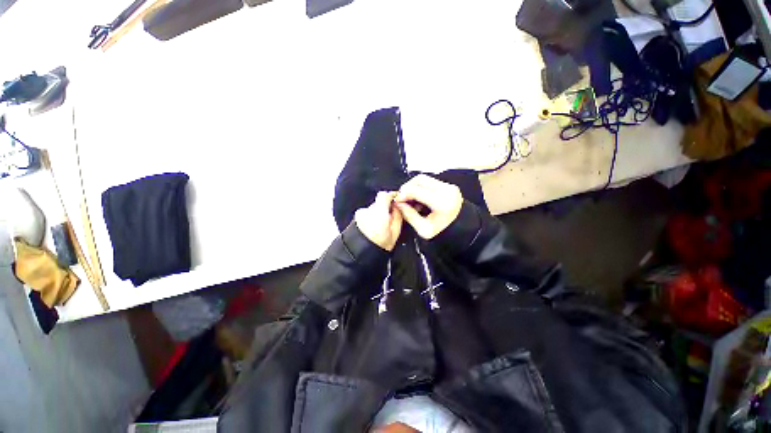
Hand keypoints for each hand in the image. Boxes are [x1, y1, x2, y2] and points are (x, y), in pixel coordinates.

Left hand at [354, 191, 402, 250]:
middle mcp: (368, 211)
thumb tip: (399, 206)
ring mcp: (360, 213)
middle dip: (386, 207)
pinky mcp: (356, 217)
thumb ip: (398, 216)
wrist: (360, 254)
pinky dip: (372, 217)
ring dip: (378, 212)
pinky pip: (367, 213)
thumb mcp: (395, 233)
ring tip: (382, 225)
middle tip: (391, 217)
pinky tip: (374, 226)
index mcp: (379, 213)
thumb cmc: (378, 246)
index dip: (392, 195)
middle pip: (379, 201)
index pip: (384, 195)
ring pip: (373, 208)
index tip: (396, 200)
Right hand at [394, 175, 462, 239]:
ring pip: (424, 178)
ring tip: (410, 198)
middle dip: (407, 187)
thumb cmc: (444, 232)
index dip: (403, 194)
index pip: (415, 190)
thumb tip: (399, 204)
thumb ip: (409, 215)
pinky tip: (419, 198)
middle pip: (420, 179)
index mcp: (441, 203)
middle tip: (402, 198)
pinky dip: (421, 187)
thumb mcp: (423, 229)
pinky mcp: (449, 185)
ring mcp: (449, 186)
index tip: (397, 200)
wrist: (463, 229)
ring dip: (413, 186)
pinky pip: (430, 182)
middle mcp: (447, 190)